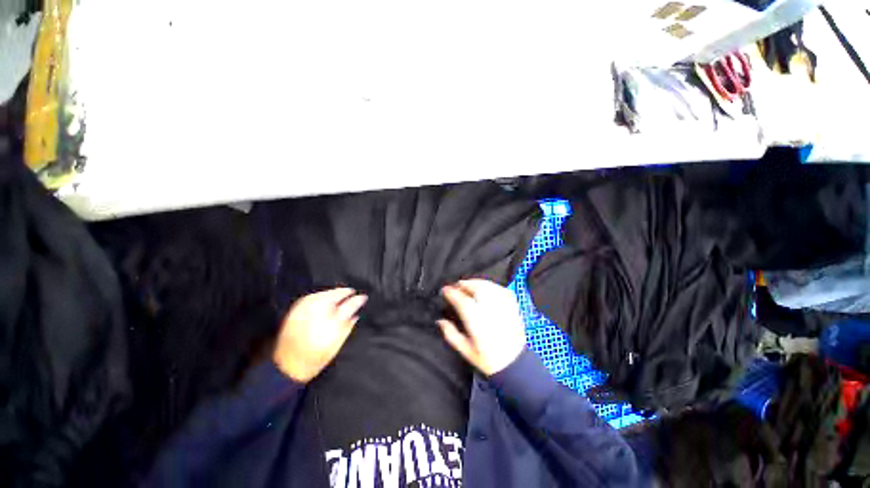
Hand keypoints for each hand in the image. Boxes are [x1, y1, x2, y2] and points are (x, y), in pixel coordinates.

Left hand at [273, 288, 367, 382]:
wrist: (287, 366)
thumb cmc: (316, 359)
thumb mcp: (337, 345)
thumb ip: (348, 327)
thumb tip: (356, 315)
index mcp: (332, 322)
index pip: (350, 304)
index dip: (359, 299)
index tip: (364, 297)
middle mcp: (319, 312)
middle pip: (336, 294)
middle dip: (346, 293)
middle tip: (352, 293)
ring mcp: (305, 308)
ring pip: (325, 293)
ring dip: (334, 293)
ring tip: (340, 295)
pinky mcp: (296, 309)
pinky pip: (313, 296)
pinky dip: (321, 296)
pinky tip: (325, 300)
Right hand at [438, 279, 525, 376]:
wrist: (514, 364)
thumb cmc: (488, 359)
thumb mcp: (466, 351)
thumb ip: (451, 334)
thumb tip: (440, 321)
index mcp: (477, 323)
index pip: (462, 301)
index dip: (452, 293)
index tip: (445, 290)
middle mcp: (490, 312)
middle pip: (477, 289)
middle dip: (464, 284)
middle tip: (456, 285)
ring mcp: (503, 308)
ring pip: (489, 287)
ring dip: (477, 283)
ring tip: (469, 284)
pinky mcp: (513, 307)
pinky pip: (501, 290)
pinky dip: (491, 286)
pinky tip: (486, 288)